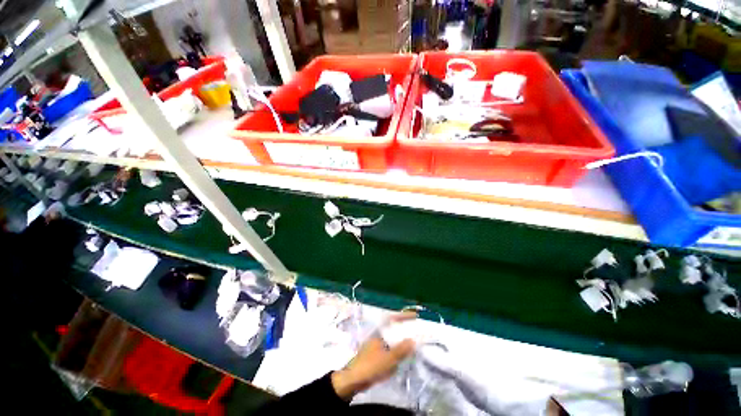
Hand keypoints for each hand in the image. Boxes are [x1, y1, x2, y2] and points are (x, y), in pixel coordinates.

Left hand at [331, 312, 415, 399]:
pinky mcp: (374, 356)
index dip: (403, 316)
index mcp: (379, 333)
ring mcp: (375, 346)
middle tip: (415, 334)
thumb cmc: (371, 366)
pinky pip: (388, 352)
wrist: (353, 380)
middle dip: (403, 331)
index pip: (392, 320)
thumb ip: (401, 350)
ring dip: (399, 344)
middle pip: (393, 330)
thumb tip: (413, 341)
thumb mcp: (388, 359)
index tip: (415, 316)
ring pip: (391, 342)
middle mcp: (377, 336)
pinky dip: (394, 354)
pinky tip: (398, 362)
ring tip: (410, 347)